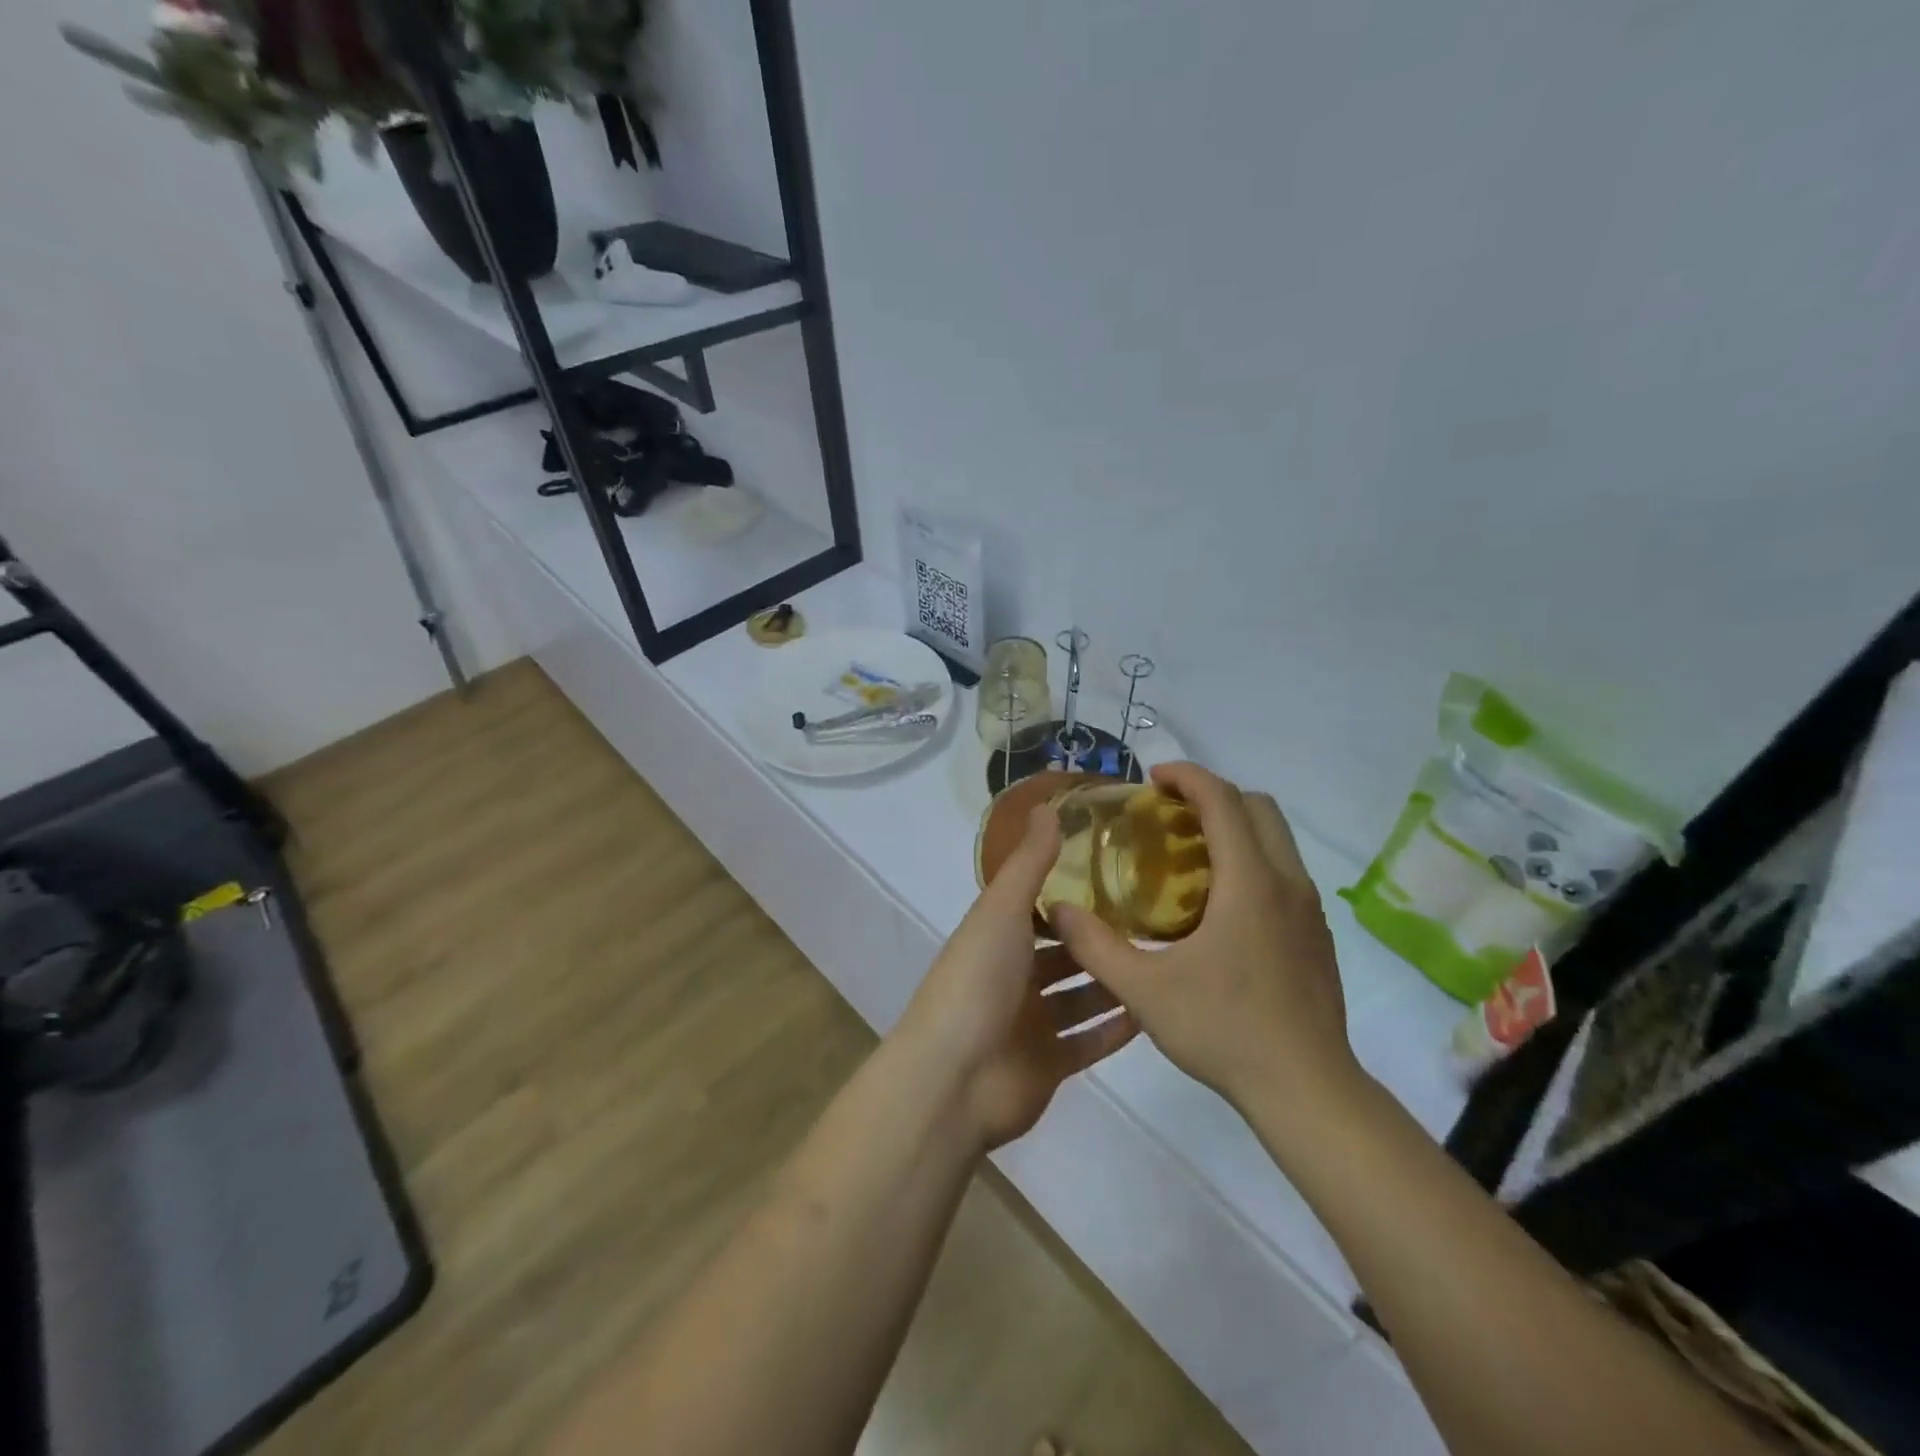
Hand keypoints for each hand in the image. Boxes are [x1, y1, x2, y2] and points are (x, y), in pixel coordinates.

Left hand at [894, 806, 1138, 1150]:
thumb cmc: (978, 980)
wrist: (954, 1077)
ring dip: (1112, 983)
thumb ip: (1029, 862)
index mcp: (995, 937)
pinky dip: (1115, 1028)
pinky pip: (1089, 1041)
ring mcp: (1030, 1023)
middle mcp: (1011, 976)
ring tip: (1162, 961)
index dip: (1071, 894)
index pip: (1036, 908)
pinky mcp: (1049, 1064)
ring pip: (1079, 997)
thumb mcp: (1002, 909)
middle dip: (1099, 940)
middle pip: (1062, 954)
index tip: (1117, 875)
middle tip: (1155, 922)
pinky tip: (1154, 1009)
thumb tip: (1047, 807)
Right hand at [1051, 763, 1359, 1116]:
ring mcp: (1309, 910)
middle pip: (1259, 807)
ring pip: (1277, 840)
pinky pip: (1285, 873)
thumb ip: (1094, 945)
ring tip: (1188, 857)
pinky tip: (1218, 908)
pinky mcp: (1317, 936)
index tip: (1153, 779)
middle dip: (1214, 795)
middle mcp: (1287, 883)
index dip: (1188, 776)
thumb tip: (1056, 909)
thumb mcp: (1143, 990)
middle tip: (1169, 815)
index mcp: (1249, 882)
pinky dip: (1252, 861)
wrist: (1307, 1091)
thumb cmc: (1224, 1030)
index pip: (1223, 800)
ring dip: (1236, 828)